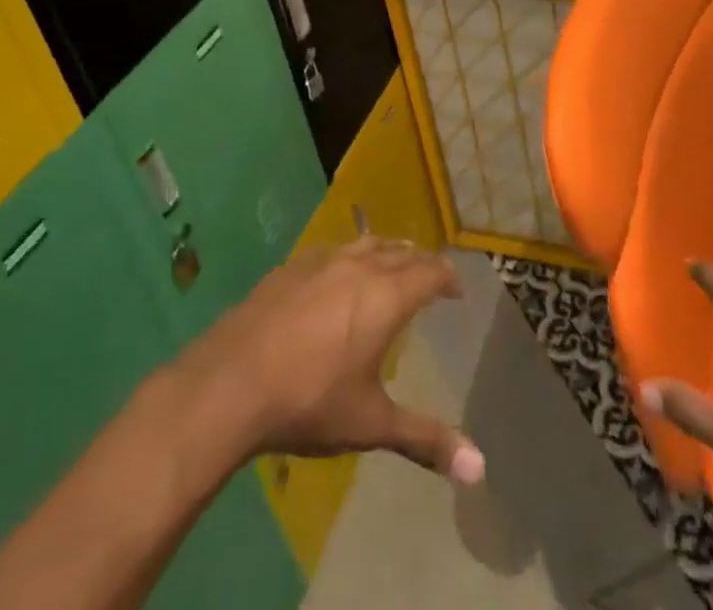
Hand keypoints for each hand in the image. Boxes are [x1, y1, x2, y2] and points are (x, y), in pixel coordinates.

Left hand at [184, 238, 485, 483]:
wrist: (232, 381)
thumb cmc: (310, 401)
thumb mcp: (372, 425)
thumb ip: (426, 440)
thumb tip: (480, 469)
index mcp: (386, 296)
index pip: (430, 273)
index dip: (448, 278)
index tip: (458, 291)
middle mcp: (359, 266)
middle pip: (401, 252)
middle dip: (420, 262)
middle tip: (430, 277)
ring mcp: (322, 261)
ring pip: (367, 244)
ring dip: (387, 252)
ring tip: (393, 264)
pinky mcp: (291, 266)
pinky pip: (333, 250)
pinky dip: (350, 256)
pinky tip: (339, 274)